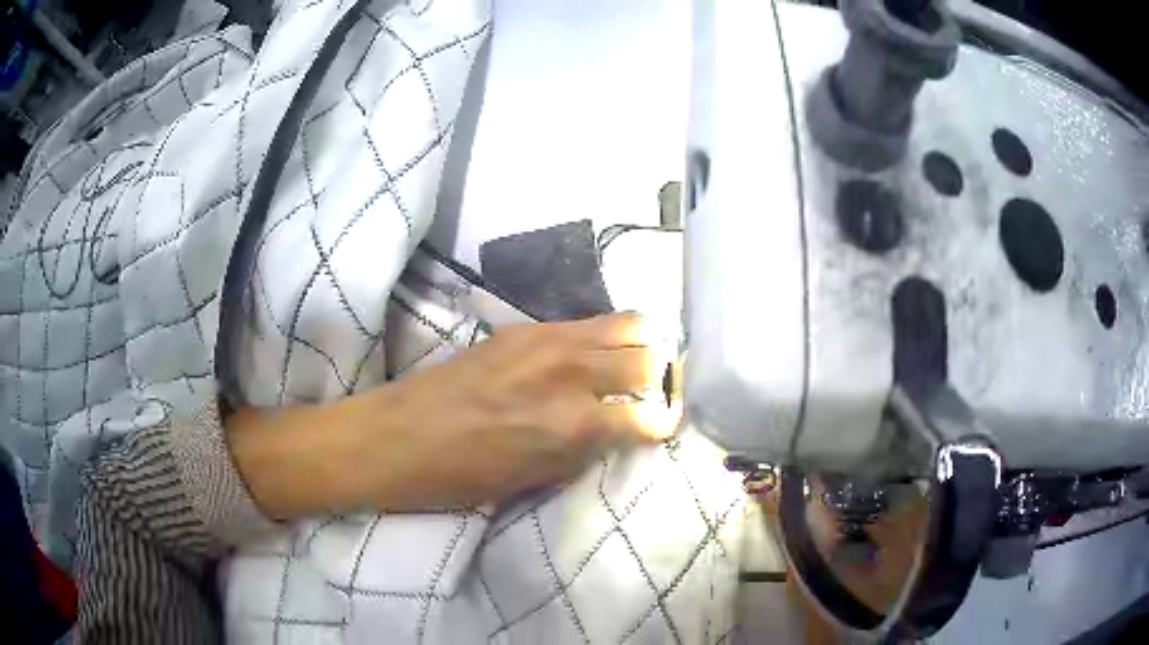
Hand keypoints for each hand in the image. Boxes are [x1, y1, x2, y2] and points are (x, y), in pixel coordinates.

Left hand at [378, 312, 677, 507]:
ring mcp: (548, 340)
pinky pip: (586, 322)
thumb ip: (586, 449)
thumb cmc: (462, 477)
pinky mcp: (524, 326)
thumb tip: (619, 429)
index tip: (661, 427)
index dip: (662, 423)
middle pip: (647, 356)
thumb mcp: (536, 480)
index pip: (650, 415)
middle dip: (658, 378)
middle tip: (649, 392)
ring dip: (638, 346)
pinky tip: (590, 355)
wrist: (398, 436)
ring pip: (626, 322)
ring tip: (631, 366)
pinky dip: (603, 336)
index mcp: (574, 424)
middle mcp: (571, 373)